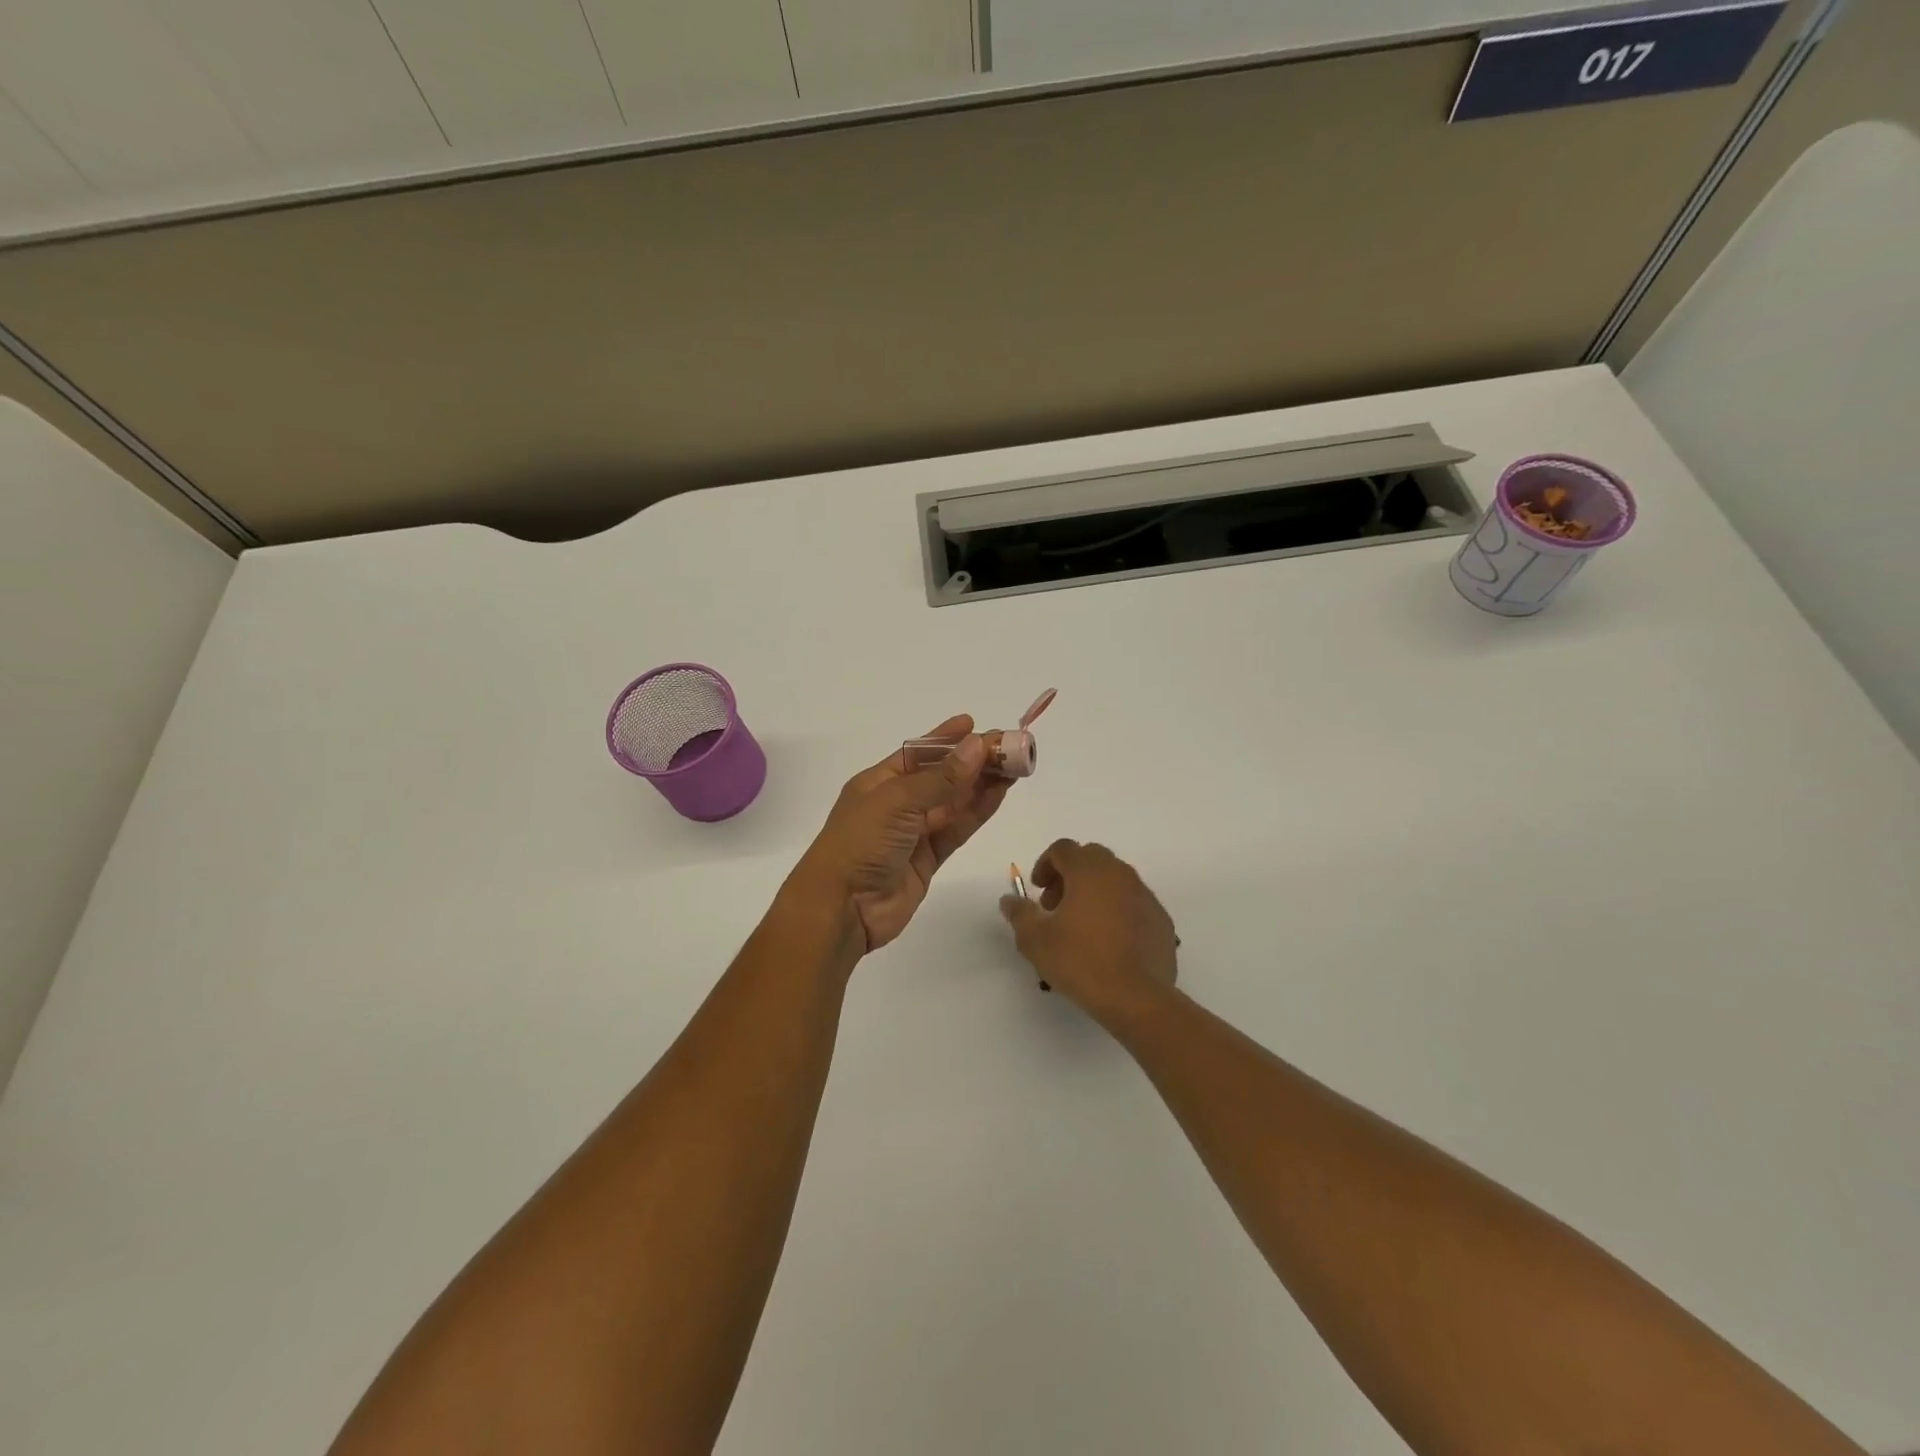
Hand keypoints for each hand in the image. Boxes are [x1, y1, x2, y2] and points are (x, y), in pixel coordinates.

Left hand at [791, 715, 1012, 955]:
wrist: (842, 908)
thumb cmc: (861, 843)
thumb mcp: (898, 801)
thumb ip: (941, 778)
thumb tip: (977, 746)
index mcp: (878, 782)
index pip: (917, 752)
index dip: (945, 738)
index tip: (974, 725)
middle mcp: (896, 804)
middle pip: (941, 776)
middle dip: (973, 761)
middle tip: (1010, 747)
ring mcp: (913, 833)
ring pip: (954, 803)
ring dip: (982, 784)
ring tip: (1015, 767)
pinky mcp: (928, 860)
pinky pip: (957, 829)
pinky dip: (977, 812)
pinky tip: (999, 794)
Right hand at [1000, 840, 1178, 1024]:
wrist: (1137, 998)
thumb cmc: (1081, 961)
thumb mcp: (1035, 940)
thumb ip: (1020, 913)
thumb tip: (1009, 900)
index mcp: (1089, 871)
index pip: (1063, 848)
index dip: (1045, 864)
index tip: (1037, 890)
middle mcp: (1120, 874)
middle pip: (1091, 858)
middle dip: (1069, 875)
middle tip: (1056, 906)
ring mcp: (1145, 895)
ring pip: (1115, 879)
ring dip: (1094, 891)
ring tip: (1081, 926)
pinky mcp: (1161, 919)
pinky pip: (1133, 902)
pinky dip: (1117, 910)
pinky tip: (1109, 941)